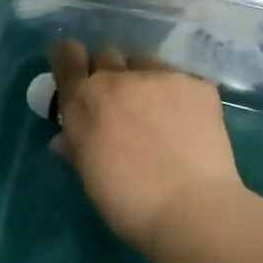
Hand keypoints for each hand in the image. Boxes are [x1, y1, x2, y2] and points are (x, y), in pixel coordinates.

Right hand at [47, 40, 245, 250]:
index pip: (67, 56)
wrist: (190, 208)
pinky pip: (181, 79)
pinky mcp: (196, 83)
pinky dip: (180, 95)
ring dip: (145, 79)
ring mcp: (160, 76)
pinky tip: (190, 122)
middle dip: (110, 72)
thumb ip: (77, 147)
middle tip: (121, 102)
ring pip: (145, 62)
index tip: (78, 71)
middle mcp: (118, 78)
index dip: (70, 60)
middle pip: (107, 54)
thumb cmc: (128, 204)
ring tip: (160, 111)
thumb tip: (65, 138)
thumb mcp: (90, 176)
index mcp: (84, 100)